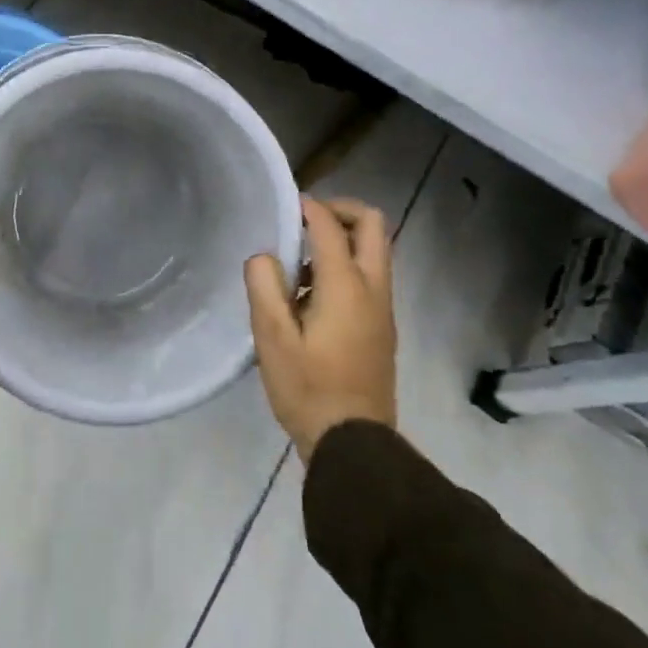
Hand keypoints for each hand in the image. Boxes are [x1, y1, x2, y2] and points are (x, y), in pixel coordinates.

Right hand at [244, 197, 397, 462]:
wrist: (353, 442)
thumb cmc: (308, 387)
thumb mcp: (272, 337)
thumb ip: (264, 286)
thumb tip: (264, 256)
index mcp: (346, 286)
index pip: (330, 226)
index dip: (307, 207)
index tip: (283, 206)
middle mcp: (373, 288)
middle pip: (372, 225)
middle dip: (340, 211)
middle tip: (305, 220)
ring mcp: (383, 308)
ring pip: (375, 250)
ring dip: (343, 239)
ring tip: (300, 262)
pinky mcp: (382, 326)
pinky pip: (371, 276)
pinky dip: (347, 265)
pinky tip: (311, 295)